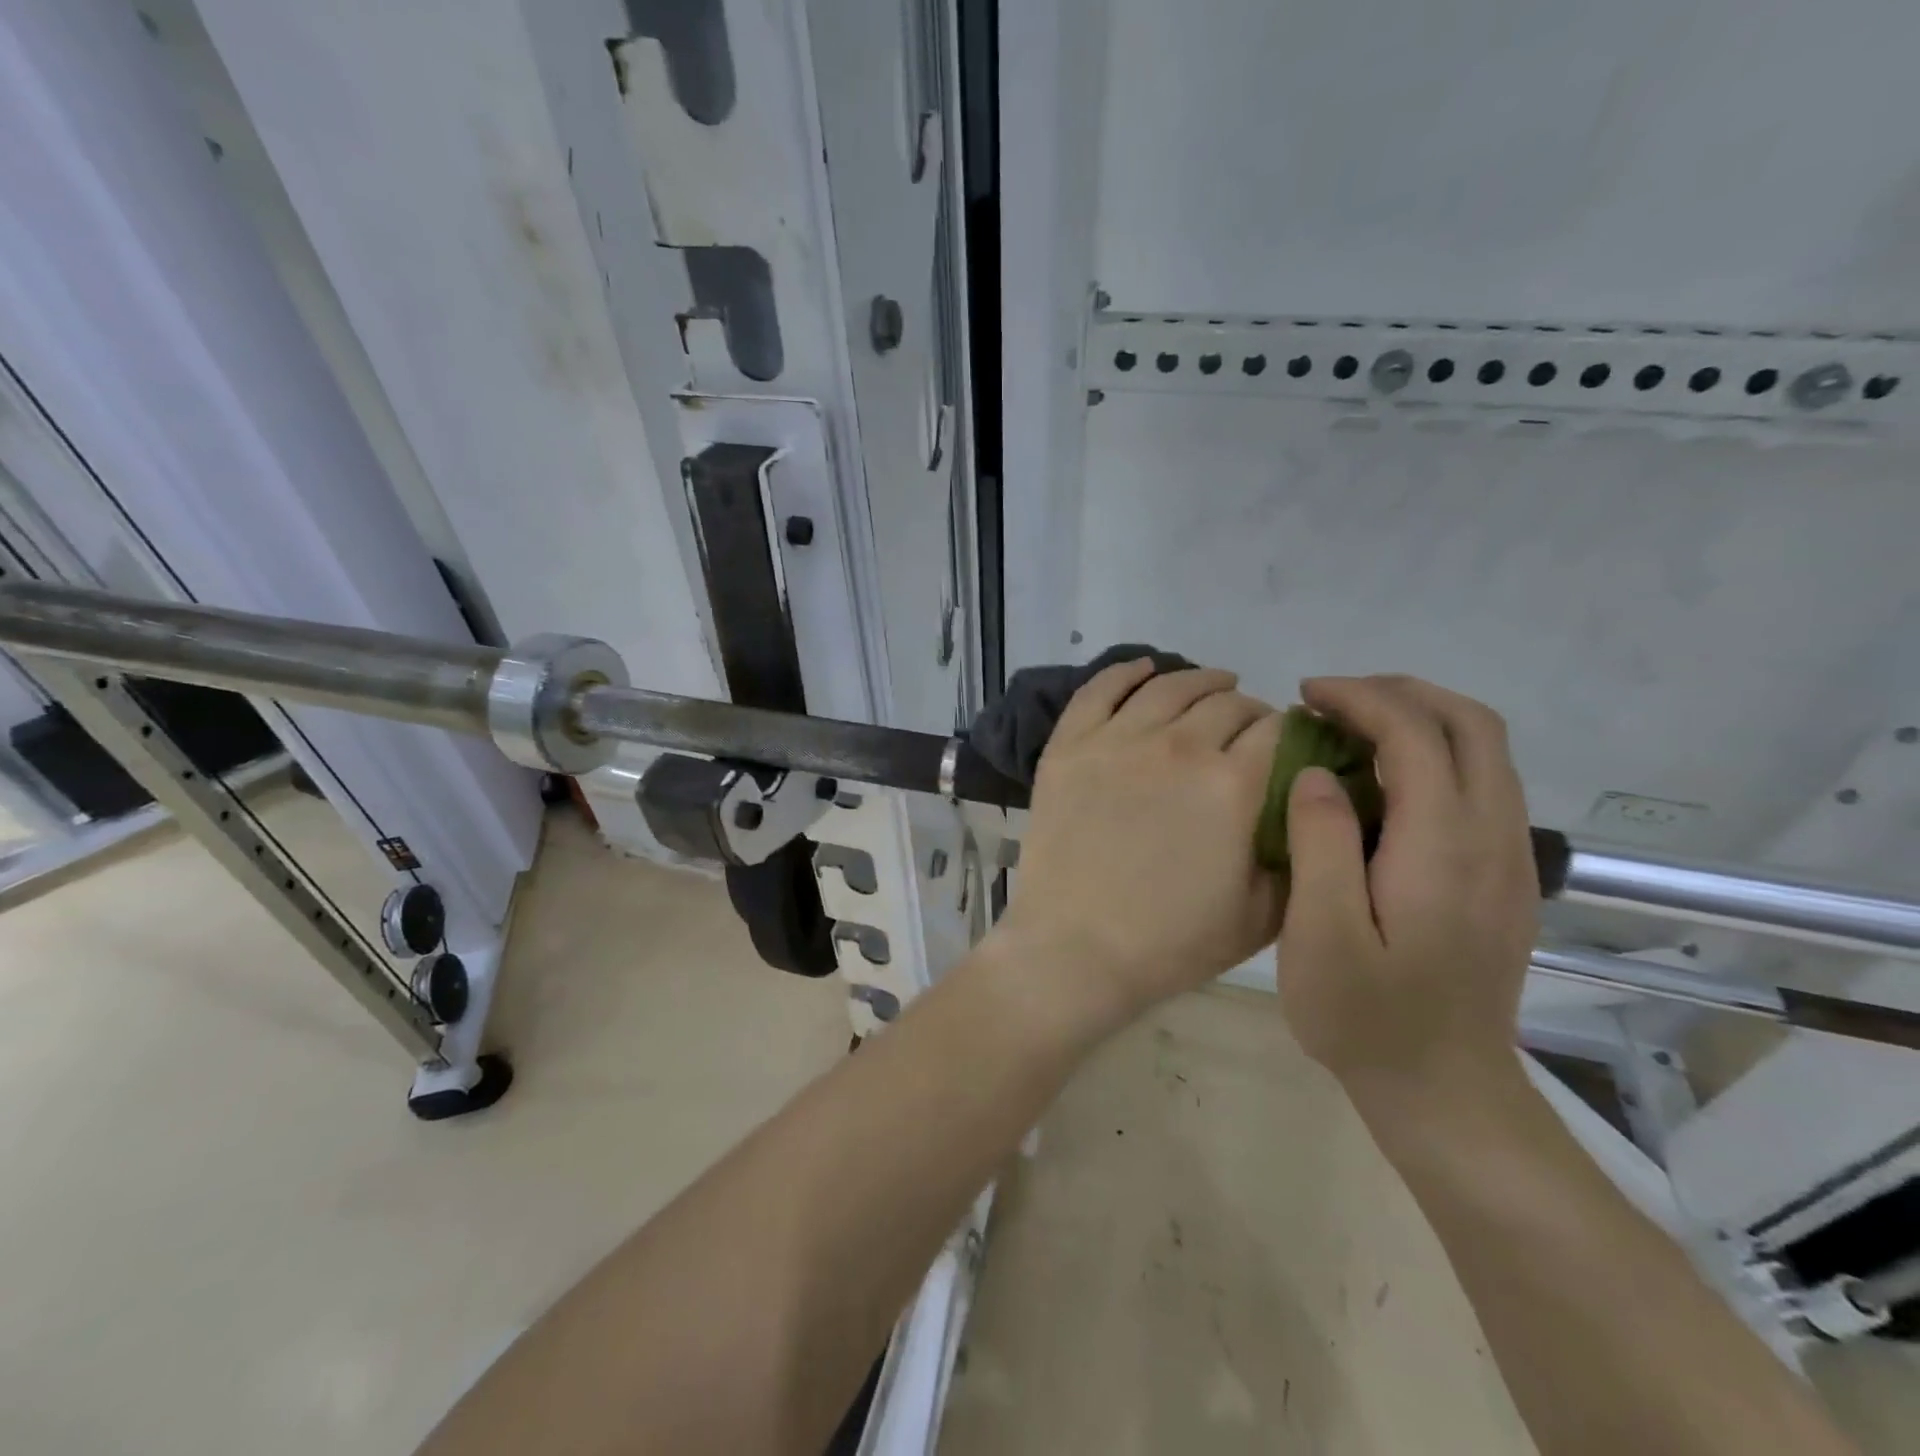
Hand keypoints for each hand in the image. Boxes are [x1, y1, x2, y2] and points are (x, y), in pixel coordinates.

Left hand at [992, 659, 1283, 1033]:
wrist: (1076, 949)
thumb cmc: (1172, 942)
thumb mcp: (1263, 911)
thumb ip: (1294, 847)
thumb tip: (1307, 801)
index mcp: (1233, 784)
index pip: (1277, 730)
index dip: (1291, 732)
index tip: (1290, 745)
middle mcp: (1178, 745)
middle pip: (1227, 703)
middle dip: (1250, 711)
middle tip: (1249, 729)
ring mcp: (1116, 739)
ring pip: (1169, 685)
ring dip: (1200, 680)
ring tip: (1214, 684)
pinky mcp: (1069, 745)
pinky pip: (1100, 688)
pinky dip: (1126, 671)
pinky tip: (1144, 668)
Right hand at [1275, 676, 1538, 1105]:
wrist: (1444, 1090)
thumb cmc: (1367, 1017)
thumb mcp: (1321, 936)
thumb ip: (1320, 844)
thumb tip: (1317, 773)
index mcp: (1443, 848)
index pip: (1416, 735)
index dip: (1361, 699)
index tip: (1306, 696)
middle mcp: (1492, 839)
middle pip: (1472, 726)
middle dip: (1400, 692)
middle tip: (1332, 699)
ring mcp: (1509, 859)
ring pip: (1487, 751)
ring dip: (1421, 718)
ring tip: (1351, 727)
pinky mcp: (1505, 877)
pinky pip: (1484, 784)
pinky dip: (1436, 754)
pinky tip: (1384, 781)